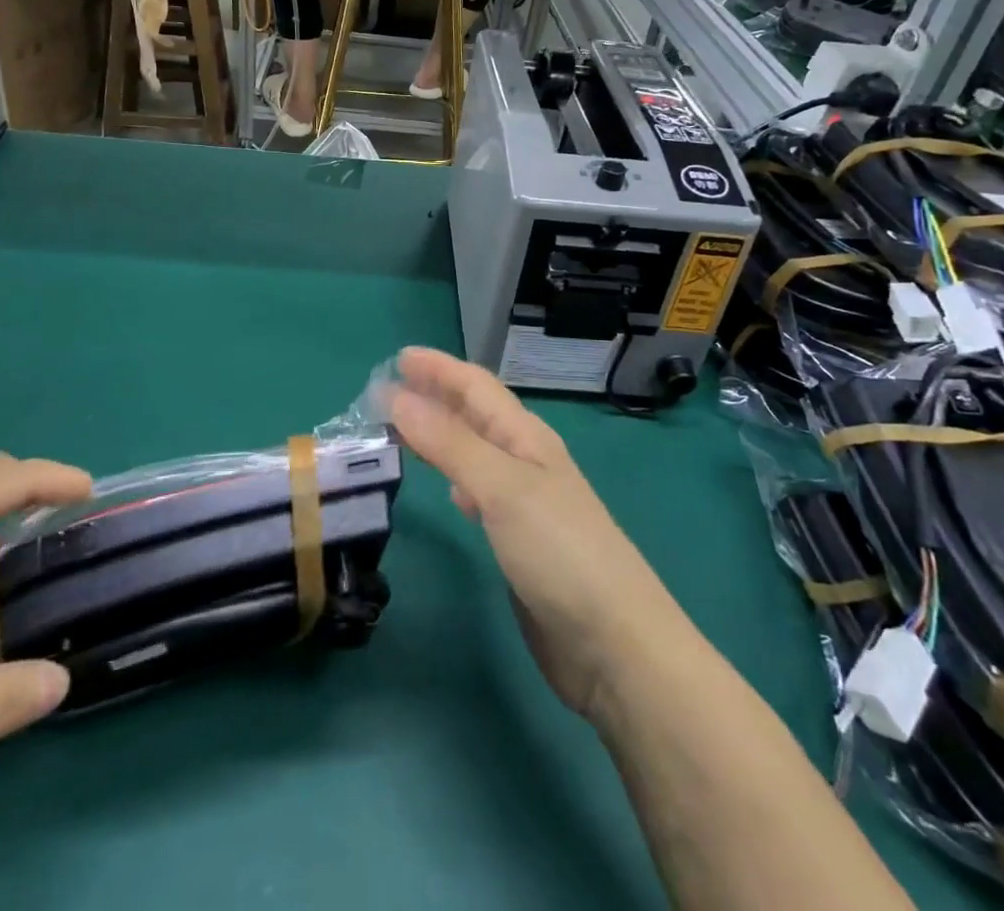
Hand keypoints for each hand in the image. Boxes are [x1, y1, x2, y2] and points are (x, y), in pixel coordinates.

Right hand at [389, 349, 678, 718]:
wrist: (615, 645)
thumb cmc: (560, 552)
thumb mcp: (502, 488)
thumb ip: (450, 443)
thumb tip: (398, 396)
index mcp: (526, 437)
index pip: (476, 387)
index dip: (439, 368)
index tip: (397, 358)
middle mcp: (526, 461)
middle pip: (476, 415)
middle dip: (436, 396)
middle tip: (388, 390)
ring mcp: (526, 502)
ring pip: (476, 451)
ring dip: (441, 435)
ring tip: (404, 430)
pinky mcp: (521, 541)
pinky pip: (480, 491)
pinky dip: (458, 478)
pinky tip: (451, 491)